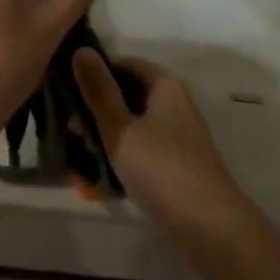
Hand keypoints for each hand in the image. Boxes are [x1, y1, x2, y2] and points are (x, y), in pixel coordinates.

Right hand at [73, 52, 254, 262]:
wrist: (212, 230)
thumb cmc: (162, 169)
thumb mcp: (121, 127)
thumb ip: (98, 90)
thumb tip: (80, 49)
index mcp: (163, 85)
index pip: (122, 64)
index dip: (93, 75)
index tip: (67, 94)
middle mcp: (172, 104)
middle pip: (125, 96)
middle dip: (94, 113)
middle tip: (70, 133)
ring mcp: (174, 137)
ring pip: (129, 127)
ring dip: (102, 140)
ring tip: (77, 162)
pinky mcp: (174, 166)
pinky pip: (139, 153)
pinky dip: (119, 161)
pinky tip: (96, 182)